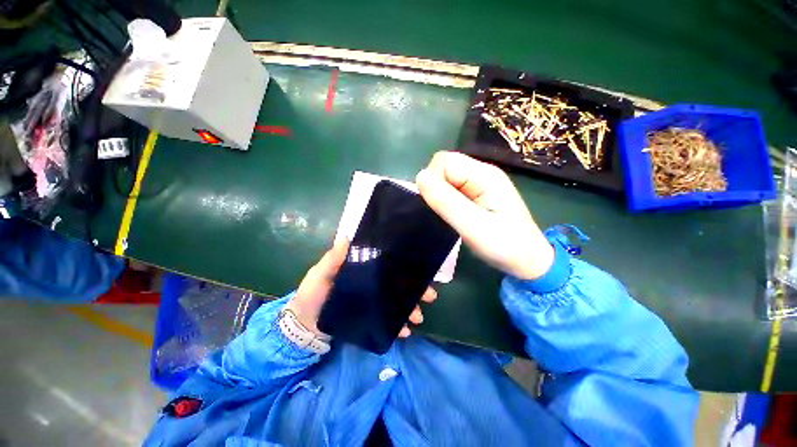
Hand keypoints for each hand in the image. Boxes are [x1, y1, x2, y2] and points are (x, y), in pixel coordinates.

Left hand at [286, 240, 437, 337]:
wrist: (303, 324)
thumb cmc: (312, 293)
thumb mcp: (320, 273)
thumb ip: (333, 259)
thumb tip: (347, 237)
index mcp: (363, 269)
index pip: (388, 265)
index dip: (405, 266)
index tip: (421, 269)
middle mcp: (372, 284)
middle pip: (397, 284)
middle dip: (415, 289)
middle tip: (431, 296)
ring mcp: (372, 302)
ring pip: (396, 302)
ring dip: (410, 309)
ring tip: (418, 318)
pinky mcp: (370, 318)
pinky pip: (387, 321)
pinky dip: (397, 326)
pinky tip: (405, 332)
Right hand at [416, 151, 553, 279]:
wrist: (528, 261)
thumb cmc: (504, 245)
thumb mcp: (473, 226)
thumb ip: (446, 202)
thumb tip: (419, 177)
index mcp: (484, 175)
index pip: (444, 161)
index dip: (433, 180)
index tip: (436, 206)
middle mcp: (482, 173)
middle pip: (445, 166)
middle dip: (435, 187)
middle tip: (444, 212)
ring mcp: (480, 182)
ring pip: (446, 177)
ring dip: (440, 194)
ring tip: (449, 216)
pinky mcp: (477, 193)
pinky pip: (452, 187)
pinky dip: (446, 199)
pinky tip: (453, 214)